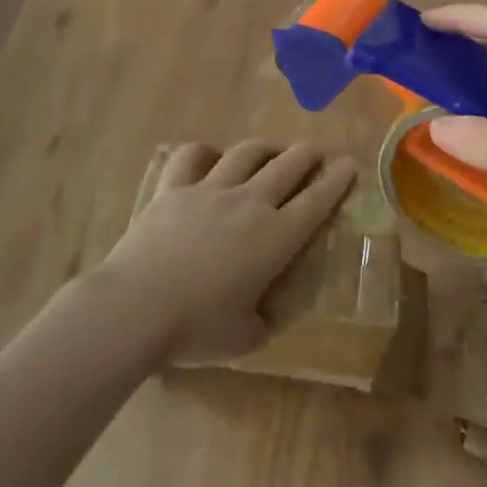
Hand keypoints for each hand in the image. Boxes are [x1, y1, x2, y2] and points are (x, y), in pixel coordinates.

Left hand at [99, 140, 357, 365]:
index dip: (338, 178)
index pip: (318, 200)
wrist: (137, 307)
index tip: (350, 163)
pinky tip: (210, 157)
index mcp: (276, 237)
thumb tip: (267, 315)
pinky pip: (193, 156)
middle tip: (316, 152)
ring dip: (266, 147)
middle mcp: (250, 203)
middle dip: (308, 153)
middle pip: (288, 164)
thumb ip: (263, 322)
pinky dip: (205, 151)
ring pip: (247, 153)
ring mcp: (210, 189)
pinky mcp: (174, 188)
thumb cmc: (196, 329)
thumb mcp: (244, 339)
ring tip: (272, 150)